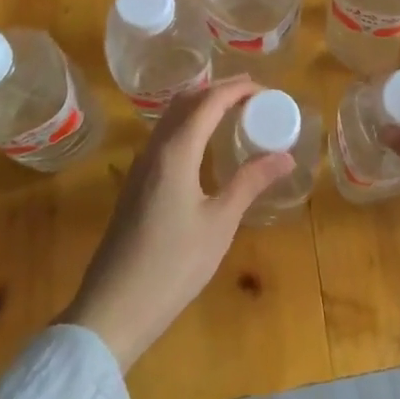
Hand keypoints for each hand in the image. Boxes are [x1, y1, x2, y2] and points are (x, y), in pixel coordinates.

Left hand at [60, 75, 292, 370]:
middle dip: (219, 90)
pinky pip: (164, 135)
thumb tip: (286, 156)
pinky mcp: (136, 184)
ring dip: (201, 104)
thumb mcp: (220, 223)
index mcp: (176, 151)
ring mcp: (141, 166)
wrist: (113, 308)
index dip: (238, 89)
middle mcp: (155, 148)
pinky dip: (188, 124)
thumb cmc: (173, 265)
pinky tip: (204, 144)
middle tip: (253, 93)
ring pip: (171, 117)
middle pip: (186, 101)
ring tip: (233, 111)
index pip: (209, 101)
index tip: (267, 91)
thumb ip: (251, 182)